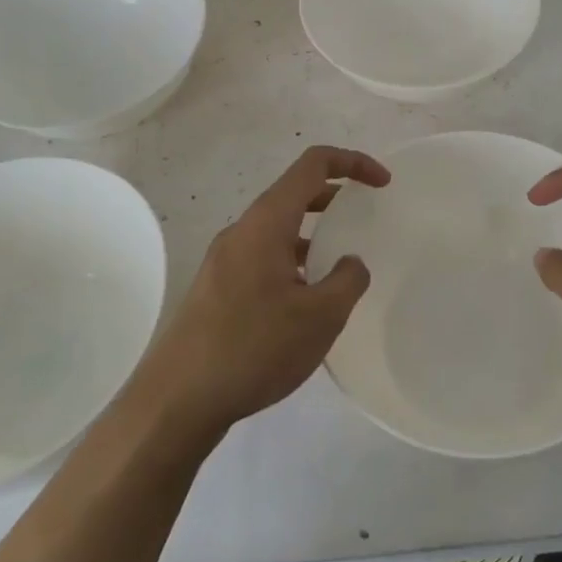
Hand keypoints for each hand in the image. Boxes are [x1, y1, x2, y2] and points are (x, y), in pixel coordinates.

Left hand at [142, 146, 390, 439]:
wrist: (177, 399)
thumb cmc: (254, 347)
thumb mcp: (320, 316)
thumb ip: (348, 280)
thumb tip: (351, 263)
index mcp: (267, 222)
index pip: (313, 165)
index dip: (352, 162)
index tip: (383, 184)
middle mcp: (243, 230)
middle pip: (294, 193)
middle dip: (335, 198)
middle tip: (366, 219)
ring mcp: (224, 260)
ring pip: (278, 229)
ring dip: (313, 235)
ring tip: (341, 268)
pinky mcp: (217, 288)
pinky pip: (264, 257)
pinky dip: (293, 261)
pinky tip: (306, 303)